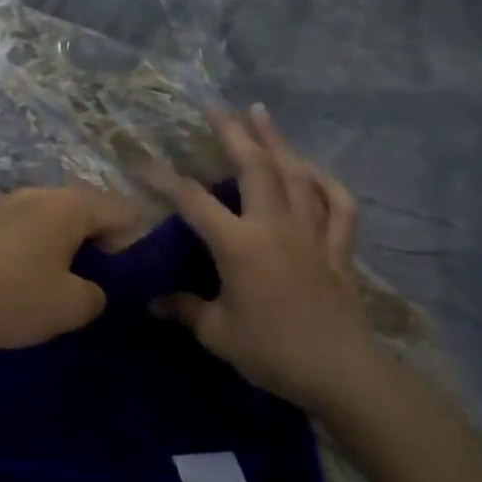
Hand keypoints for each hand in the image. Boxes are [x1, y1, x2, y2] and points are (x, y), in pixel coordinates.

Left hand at [0, 184, 141, 353]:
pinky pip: (19, 229)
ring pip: (48, 219)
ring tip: (59, 283)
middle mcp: (35, 193)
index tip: (127, 279)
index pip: (120, 210)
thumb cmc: (8, 297)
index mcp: (66, 205)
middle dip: (97, 243)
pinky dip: (30, 248)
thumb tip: (91, 288)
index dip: (134, 242)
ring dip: (61, 246)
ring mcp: (1, 203)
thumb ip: (97, 294)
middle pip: (83, 210)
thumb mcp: (70, 307)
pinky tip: (20, 278)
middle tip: (97, 282)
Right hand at [146, 106, 380, 417]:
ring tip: (261, 113)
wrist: (342, 373)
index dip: (162, 179)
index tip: (140, 162)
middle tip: (216, 108)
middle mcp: (275, 227)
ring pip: (296, 175)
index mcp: (240, 245)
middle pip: (254, 167)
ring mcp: (312, 234)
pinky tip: (312, 170)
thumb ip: (185, 310)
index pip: (192, 201)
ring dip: (277, 141)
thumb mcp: (217, 333)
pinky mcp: (338, 249)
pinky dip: (326, 183)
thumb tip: (154, 301)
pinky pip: (338, 205)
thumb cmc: (272, 352)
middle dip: (233, 133)